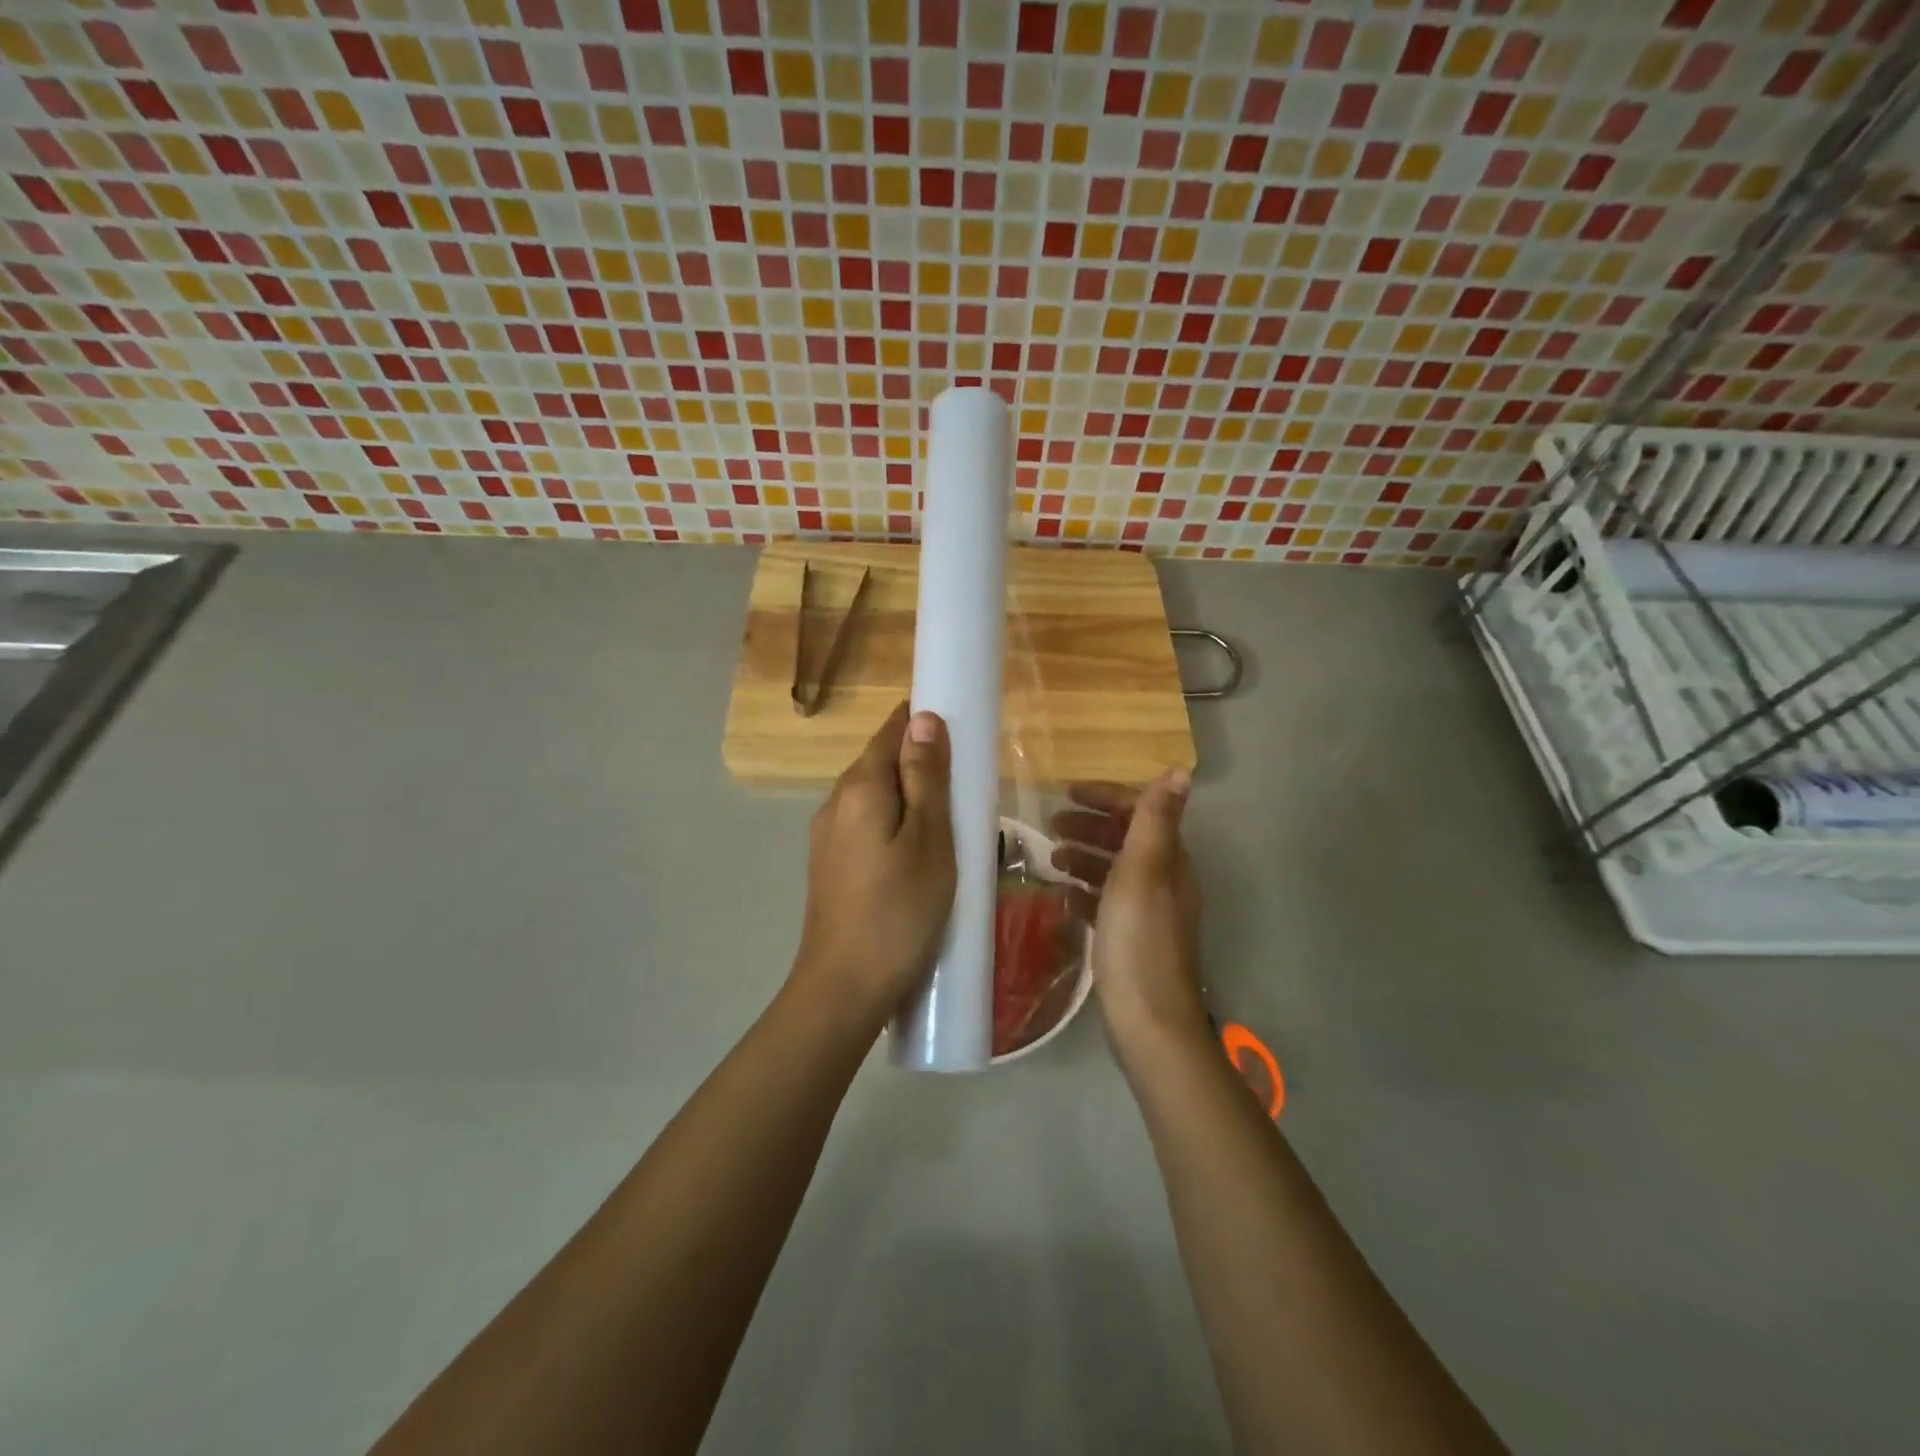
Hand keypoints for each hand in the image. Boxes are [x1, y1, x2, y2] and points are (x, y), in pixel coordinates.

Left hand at [790, 702, 956, 1035]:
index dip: (924, 723)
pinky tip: (917, 857)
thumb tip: (924, 718)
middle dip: (921, 765)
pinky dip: (895, 827)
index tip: (962, 733)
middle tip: (965, 790)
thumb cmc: (899, 911)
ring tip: (949, 826)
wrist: (843, 988)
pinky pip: (867, 828)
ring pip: (874, 799)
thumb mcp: (929, 840)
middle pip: (880, 763)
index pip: (891, 731)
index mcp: (859, 788)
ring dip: (909, 799)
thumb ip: (925, 777)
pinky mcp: (829, 867)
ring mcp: (827, 837)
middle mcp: (834, 803)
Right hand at [1051, 771, 1207, 1055]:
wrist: (1148, 1021)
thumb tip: (1179, 770)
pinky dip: (1084, 894)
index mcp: (1169, 861)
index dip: (1105, 798)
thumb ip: (1154, 820)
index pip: (1140, 812)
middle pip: (1125, 841)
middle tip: (1051, 825)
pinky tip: (1061, 900)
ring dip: (1084, 859)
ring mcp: (1148, 914)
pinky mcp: (1131, 941)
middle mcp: (1163, 882)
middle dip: (1090, 827)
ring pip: (1113, 873)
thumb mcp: (1142, 872)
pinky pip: (1105, 905)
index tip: (1066, 793)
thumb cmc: (1139, 940)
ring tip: (1052, 860)